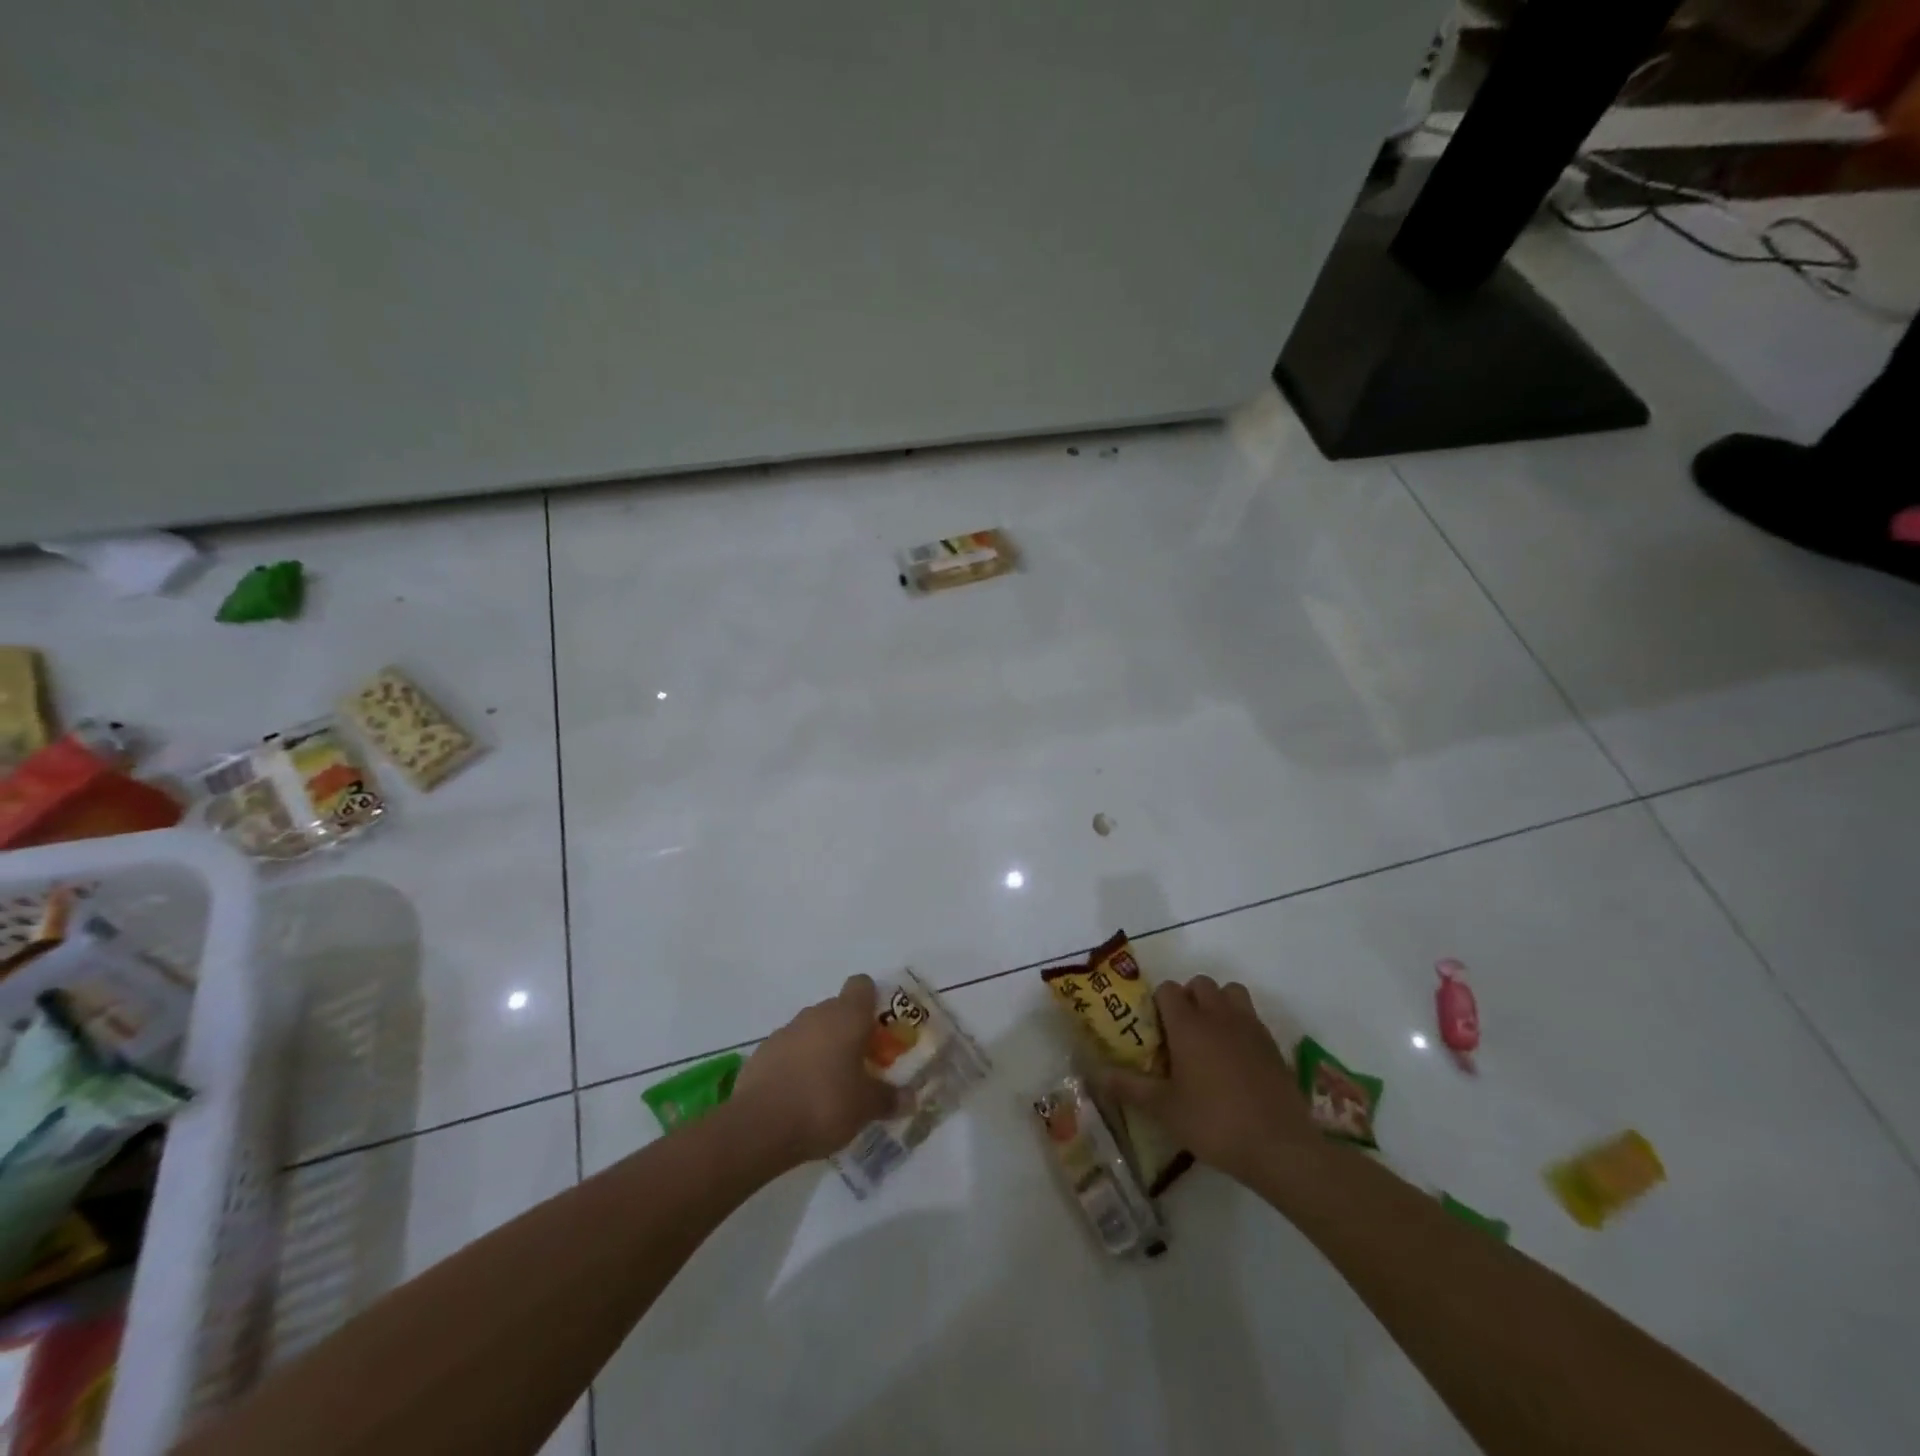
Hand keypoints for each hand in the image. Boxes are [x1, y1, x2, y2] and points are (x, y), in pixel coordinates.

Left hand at [733, 975, 899, 1165]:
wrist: (758, 1127)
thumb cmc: (824, 1104)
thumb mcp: (866, 1107)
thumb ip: (889, 1099)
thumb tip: (910, 1099)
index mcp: (846, 1016)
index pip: (862, 985)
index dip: (872, 1001)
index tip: (879, 1029)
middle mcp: (816, 1014)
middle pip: (838, 1009)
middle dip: (849, 1032)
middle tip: (860, 1065)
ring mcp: (785, 1031)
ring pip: (812, 1030)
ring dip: (822, 1048)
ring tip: (829, 1085)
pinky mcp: (762, 1053)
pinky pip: (789, 1050)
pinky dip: (797, 1065)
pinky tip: (799, 1096)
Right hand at [1102, 976, 1319, 1186]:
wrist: (1280, 1146)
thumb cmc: (1214, 1123)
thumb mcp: (1165, 1110)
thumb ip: (1129, 1087)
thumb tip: (1095, 1074)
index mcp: (1188, 1024)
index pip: (1168, 989)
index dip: (1158, 1003)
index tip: (1155, 1030)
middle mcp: (1218, 1015)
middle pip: (1200, 984)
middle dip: (1188, 998)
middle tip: (1181, 1033)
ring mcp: (1249, 1026)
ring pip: (1231, 992)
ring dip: (1218, 1003)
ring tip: (1211, 1036)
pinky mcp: (1272, 1044)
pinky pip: (1251, 1016)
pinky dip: (1240, 1024)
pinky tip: (1236, 1058)